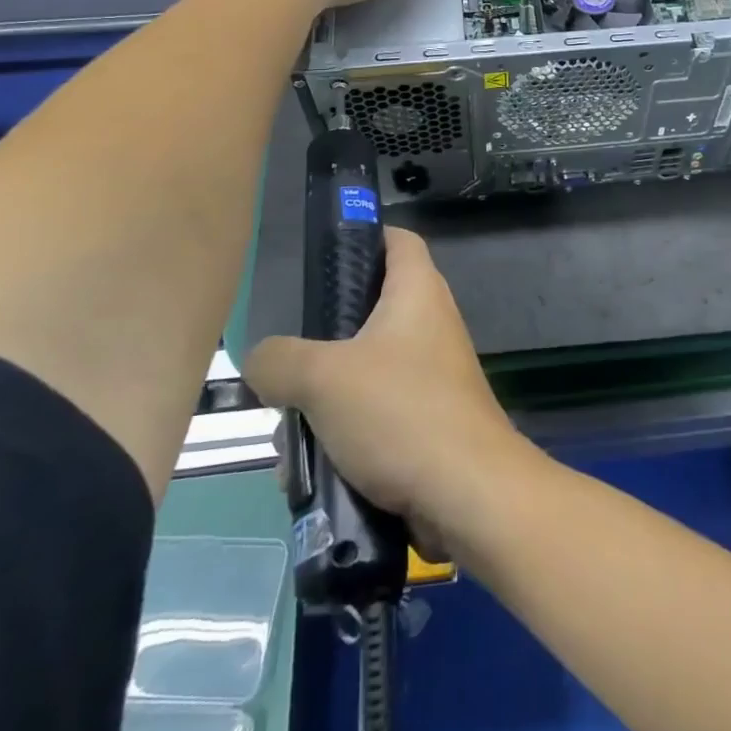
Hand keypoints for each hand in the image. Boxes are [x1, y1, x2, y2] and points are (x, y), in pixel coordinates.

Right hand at [245, 228, 532, 556]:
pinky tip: (312, 474)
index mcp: (417, 292)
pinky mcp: (429, 420)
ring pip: (362, 374)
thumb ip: (279, 360)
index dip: (363, 237)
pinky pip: (376, 415)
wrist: (467, 493)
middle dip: (319, 348)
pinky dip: (344, 437)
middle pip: (367, 314)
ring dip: (322, 404)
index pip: (397, 240)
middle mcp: (430, 325)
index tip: (322, 261)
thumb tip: (263, 360)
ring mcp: (432, 375)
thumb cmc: (400, 412)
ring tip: (291, 440)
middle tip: (286, 374)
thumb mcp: (322, 378)